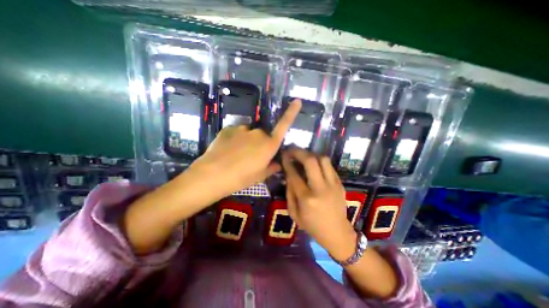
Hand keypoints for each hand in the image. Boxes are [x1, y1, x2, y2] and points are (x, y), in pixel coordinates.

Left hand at [187, 97, 299, 199]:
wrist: (213, 174)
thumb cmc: (241, 178)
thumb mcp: (260, 176)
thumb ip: (271, 167)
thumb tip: (278, 164)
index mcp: (269, 145)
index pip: (284, 126)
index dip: (291, 112)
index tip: (297, 100)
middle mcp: (258, 133)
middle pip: (263, 135)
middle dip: (260, 144)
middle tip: (251, 158)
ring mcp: (243, 129)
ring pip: (249, 134)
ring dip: (247, 142)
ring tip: (236, 156)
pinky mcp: (229, 128)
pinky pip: (237, 133)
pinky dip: (235, 140)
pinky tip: (227, 151)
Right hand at [283, 146, 356, 258]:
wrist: (337, 233)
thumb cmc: (312, 226)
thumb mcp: (294, 214)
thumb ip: (289, 193)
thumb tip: (289, 176)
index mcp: (307, 199)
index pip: (294, 174)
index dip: (287, 162)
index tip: (284, 155)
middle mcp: (320, 189)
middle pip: (310, 161)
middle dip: (299, 152)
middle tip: (292, 149)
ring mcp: (333, 185)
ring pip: (323, 159)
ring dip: (311, 154)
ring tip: (304, 156)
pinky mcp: (340, 184)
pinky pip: (330, 166)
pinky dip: (320, 161)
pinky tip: (315, 164)